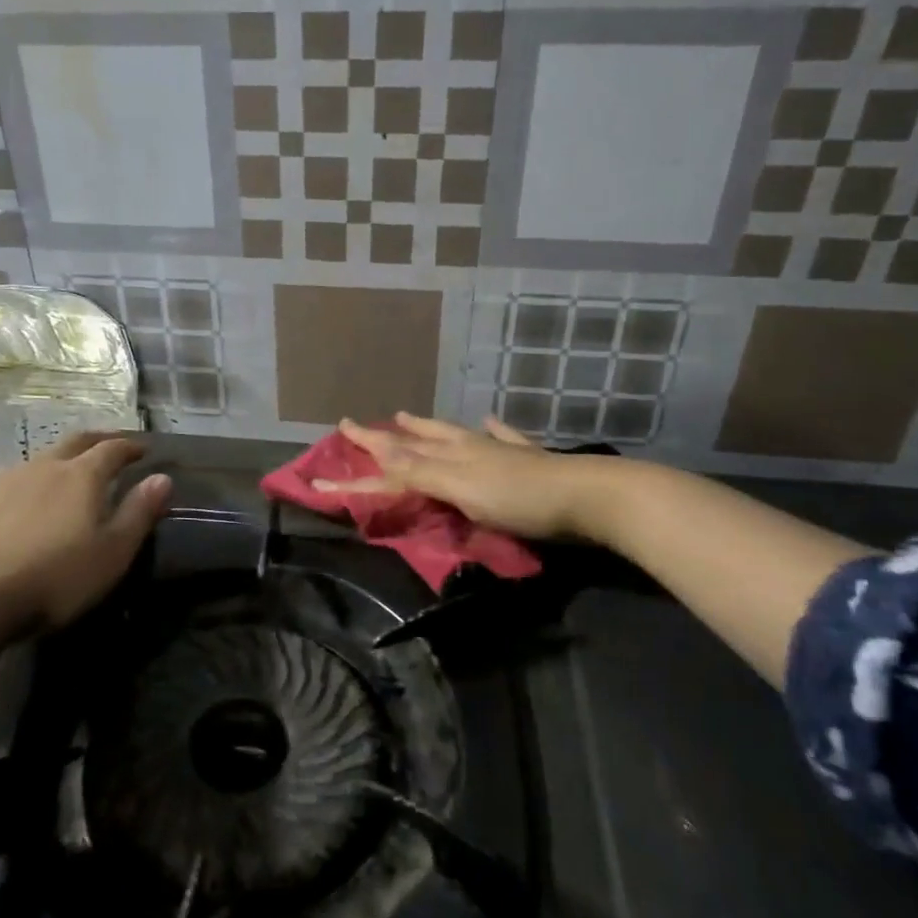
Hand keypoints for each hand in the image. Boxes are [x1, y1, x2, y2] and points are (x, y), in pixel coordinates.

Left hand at [0, 431, 171, 636]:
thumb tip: (163, 478)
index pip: (112, 449)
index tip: (143, 449)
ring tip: (70, 473)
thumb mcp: (110, 553)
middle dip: (98, 440)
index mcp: (82, 476)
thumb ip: (138, 514)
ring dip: (62, 459)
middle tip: (112, 445)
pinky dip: (32, 482)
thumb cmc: (50, 577)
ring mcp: (4, 481)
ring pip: (42, 459)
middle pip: (76, 442)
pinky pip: (13, 480)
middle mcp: (44, 467)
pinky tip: (26, 502)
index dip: (130, 447)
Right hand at [317, 414, 588, 539]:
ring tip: (406, 417)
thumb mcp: (461, 488)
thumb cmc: (519, 499)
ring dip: (426, 427)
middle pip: (419, 438)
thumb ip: (420, 471)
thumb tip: (379, 452)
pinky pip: (503, 437)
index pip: (395, 456)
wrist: (587, 495)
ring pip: (454, 433)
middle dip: (386, 436)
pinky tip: (489, 420)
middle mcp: (469, 446)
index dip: (363, 455)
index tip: (331, 450)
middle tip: (359, 426)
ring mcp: (500, 450)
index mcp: (450, 454)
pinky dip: (492, 429)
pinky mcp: (529, 460)